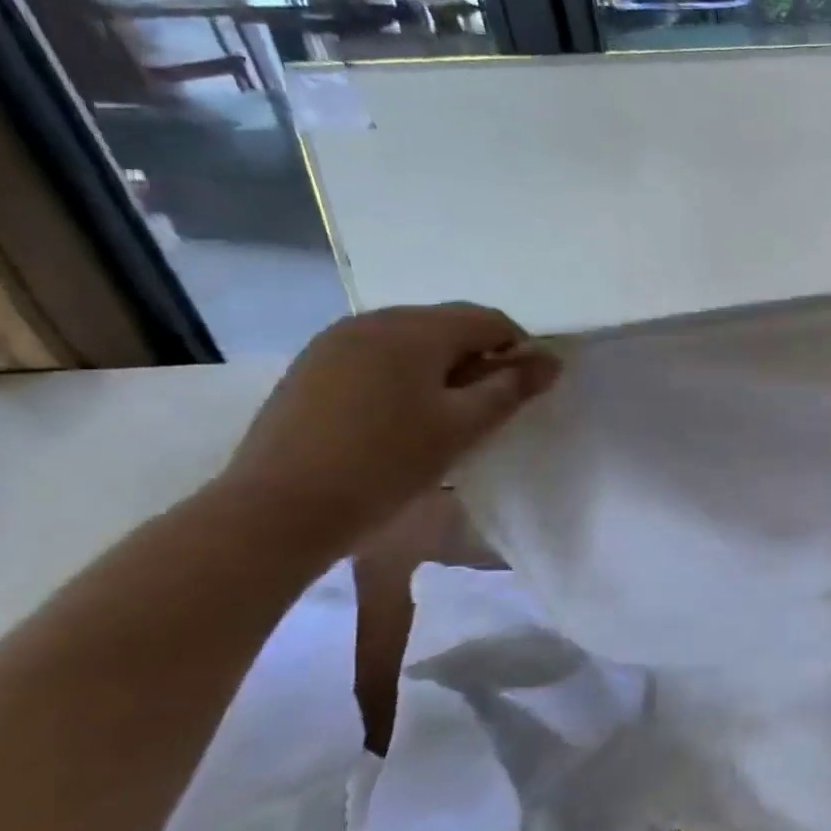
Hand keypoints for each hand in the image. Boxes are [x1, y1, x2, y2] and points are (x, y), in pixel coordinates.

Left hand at [217, 303, 559, 554]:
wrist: (278, 510)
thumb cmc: (387, 464)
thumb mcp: (464, 427)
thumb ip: (512, 388)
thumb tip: (552, 360)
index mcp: (414, 329)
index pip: (488, 320)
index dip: (518, 349)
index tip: (524, 391)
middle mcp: (373, 320)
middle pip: (446, 325)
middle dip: (477, 357)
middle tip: (486, 408)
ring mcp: (334, 342)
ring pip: (409, 341)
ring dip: (440, 367)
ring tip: (444, 415)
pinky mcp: (310, 368)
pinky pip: (375, 356)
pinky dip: (402, 375)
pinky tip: (398, 418)